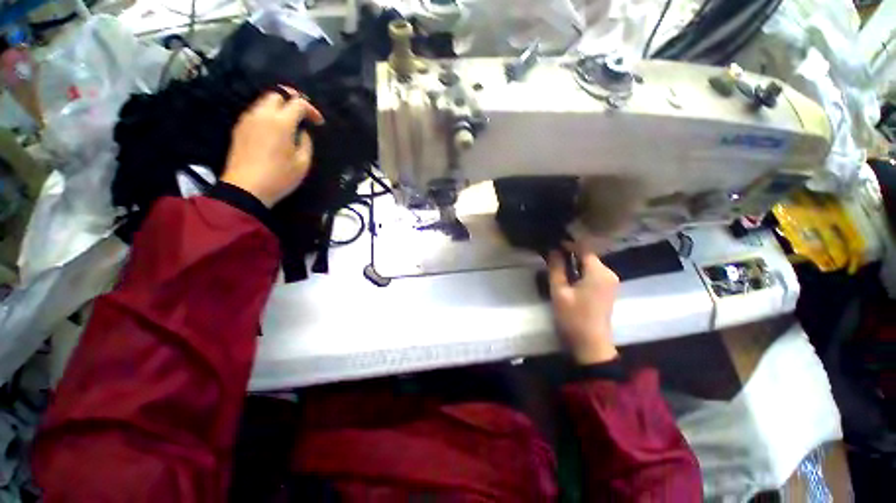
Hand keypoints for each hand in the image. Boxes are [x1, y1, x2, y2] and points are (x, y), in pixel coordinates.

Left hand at [221, 87, 324, 207]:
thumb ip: (306, 143)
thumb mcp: (303, 163)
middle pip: (277, 94)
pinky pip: (256, 113)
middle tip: (303, 113)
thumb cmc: (279, 177)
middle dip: (292, 99)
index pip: (298, 103)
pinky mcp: (239, 128)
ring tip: (290, 122)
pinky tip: (275, 130)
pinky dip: (268, 114)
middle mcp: (262, 115)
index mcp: (281, 123)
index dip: (311, 110)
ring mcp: (248, 120)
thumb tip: (302, 132)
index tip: (318, 122)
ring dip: (279, 107)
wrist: (246, 188)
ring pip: (264, 101)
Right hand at [547, 244, 619, 364]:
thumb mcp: (560, 292)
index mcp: (599, 272)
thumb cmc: (573, 317)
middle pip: (588, 256)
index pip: (584, 248)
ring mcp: (610, 282)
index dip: (568, 243)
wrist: (591, 344)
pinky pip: (593, 273)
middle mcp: (609, 273)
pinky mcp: (608, 290)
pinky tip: (568, 277)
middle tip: (552, 255)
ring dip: (575, 263)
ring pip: (590, 265)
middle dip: (570, 253)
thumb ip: (556, 269)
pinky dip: (581, 271)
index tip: (553, 243)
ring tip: (557, 265)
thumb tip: (553, 250)